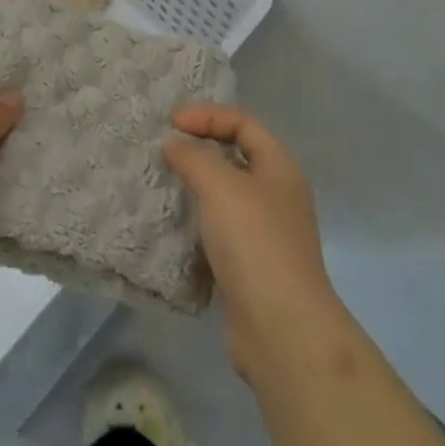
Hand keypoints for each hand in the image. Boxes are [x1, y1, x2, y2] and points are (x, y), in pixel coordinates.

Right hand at [165, 104, 345, 380]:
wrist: (281, 329)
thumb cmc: (255, 243)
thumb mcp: (221, 187)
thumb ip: (194, 157)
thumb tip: (174, 145)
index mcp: (280, 167)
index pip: (243, 123)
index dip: (207, 116)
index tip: (170, 123)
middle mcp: (277, 194)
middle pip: (236, 156)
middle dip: (200, 148)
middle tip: (164, 149)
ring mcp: (266, 232)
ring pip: (226, 195)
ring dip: (195, 186)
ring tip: (162, 183)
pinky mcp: (251, 265)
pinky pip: (220, 229)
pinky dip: (197, 221)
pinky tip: (174, 226)